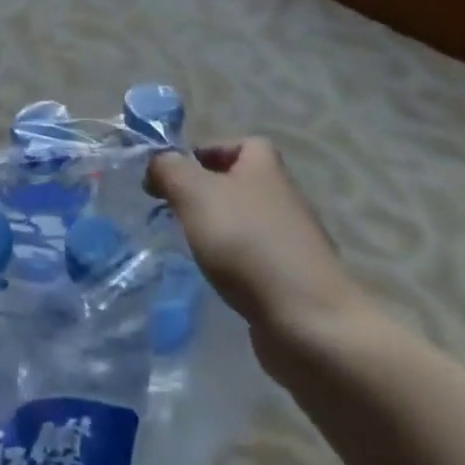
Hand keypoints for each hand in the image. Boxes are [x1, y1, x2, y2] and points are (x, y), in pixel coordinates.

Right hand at [147, 138, 367, 375]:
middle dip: (202, 196)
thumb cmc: (247, 243)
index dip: (202, 152)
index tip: (173, 176)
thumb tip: (157, 163)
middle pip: (236, 184)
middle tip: (172, 212)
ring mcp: (291, 239)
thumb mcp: (194, 193)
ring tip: (187, 248)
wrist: (307, 320)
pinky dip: (232, 266)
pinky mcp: (292, 278)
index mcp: (264, 165)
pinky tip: (214, 280)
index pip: (234, 144)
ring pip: (242, 223)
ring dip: (215, 232)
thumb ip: (169, 169)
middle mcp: (282, 195)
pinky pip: (253, 260)